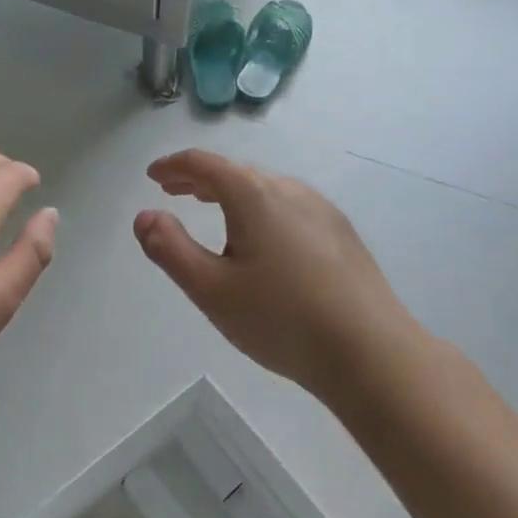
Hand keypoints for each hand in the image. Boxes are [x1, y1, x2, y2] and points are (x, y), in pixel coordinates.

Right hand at [133, 149, 415, 399]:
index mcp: (254, 195)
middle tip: (172, 191)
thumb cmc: (282, 320)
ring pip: (264, 188)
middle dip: (198, 179)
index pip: (204, 164)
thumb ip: (171, 249)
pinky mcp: (340, 233)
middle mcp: (289, 190)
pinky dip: (259, 207)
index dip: (173, 166)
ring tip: (211, 209)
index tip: (153, 176)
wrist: (372, 353)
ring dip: (230, 192)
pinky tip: (261, 237)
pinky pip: (288, 206)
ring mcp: (320, 210)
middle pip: (234, 172)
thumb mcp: (212, 289)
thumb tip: (144, 216)